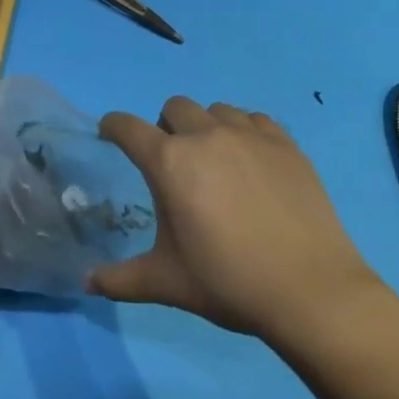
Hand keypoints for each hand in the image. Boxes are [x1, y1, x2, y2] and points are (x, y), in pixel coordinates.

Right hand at [89, 97, 380, 339]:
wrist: (311, 291)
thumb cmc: (228, 282)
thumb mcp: (166, 283)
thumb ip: (120, 280)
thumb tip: (86, 283)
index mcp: (169, 163)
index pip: (127, 127)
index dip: (113, 127)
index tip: (110, 136)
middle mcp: (206, 137)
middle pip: (174, 107)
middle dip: (164, 127)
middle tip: (173, 162)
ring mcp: (250, 136)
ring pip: (216, 110)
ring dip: (206, 127)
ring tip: (215, 161)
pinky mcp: (286, 144)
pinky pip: (255, 119)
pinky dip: (245, 132)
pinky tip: (252, 162)